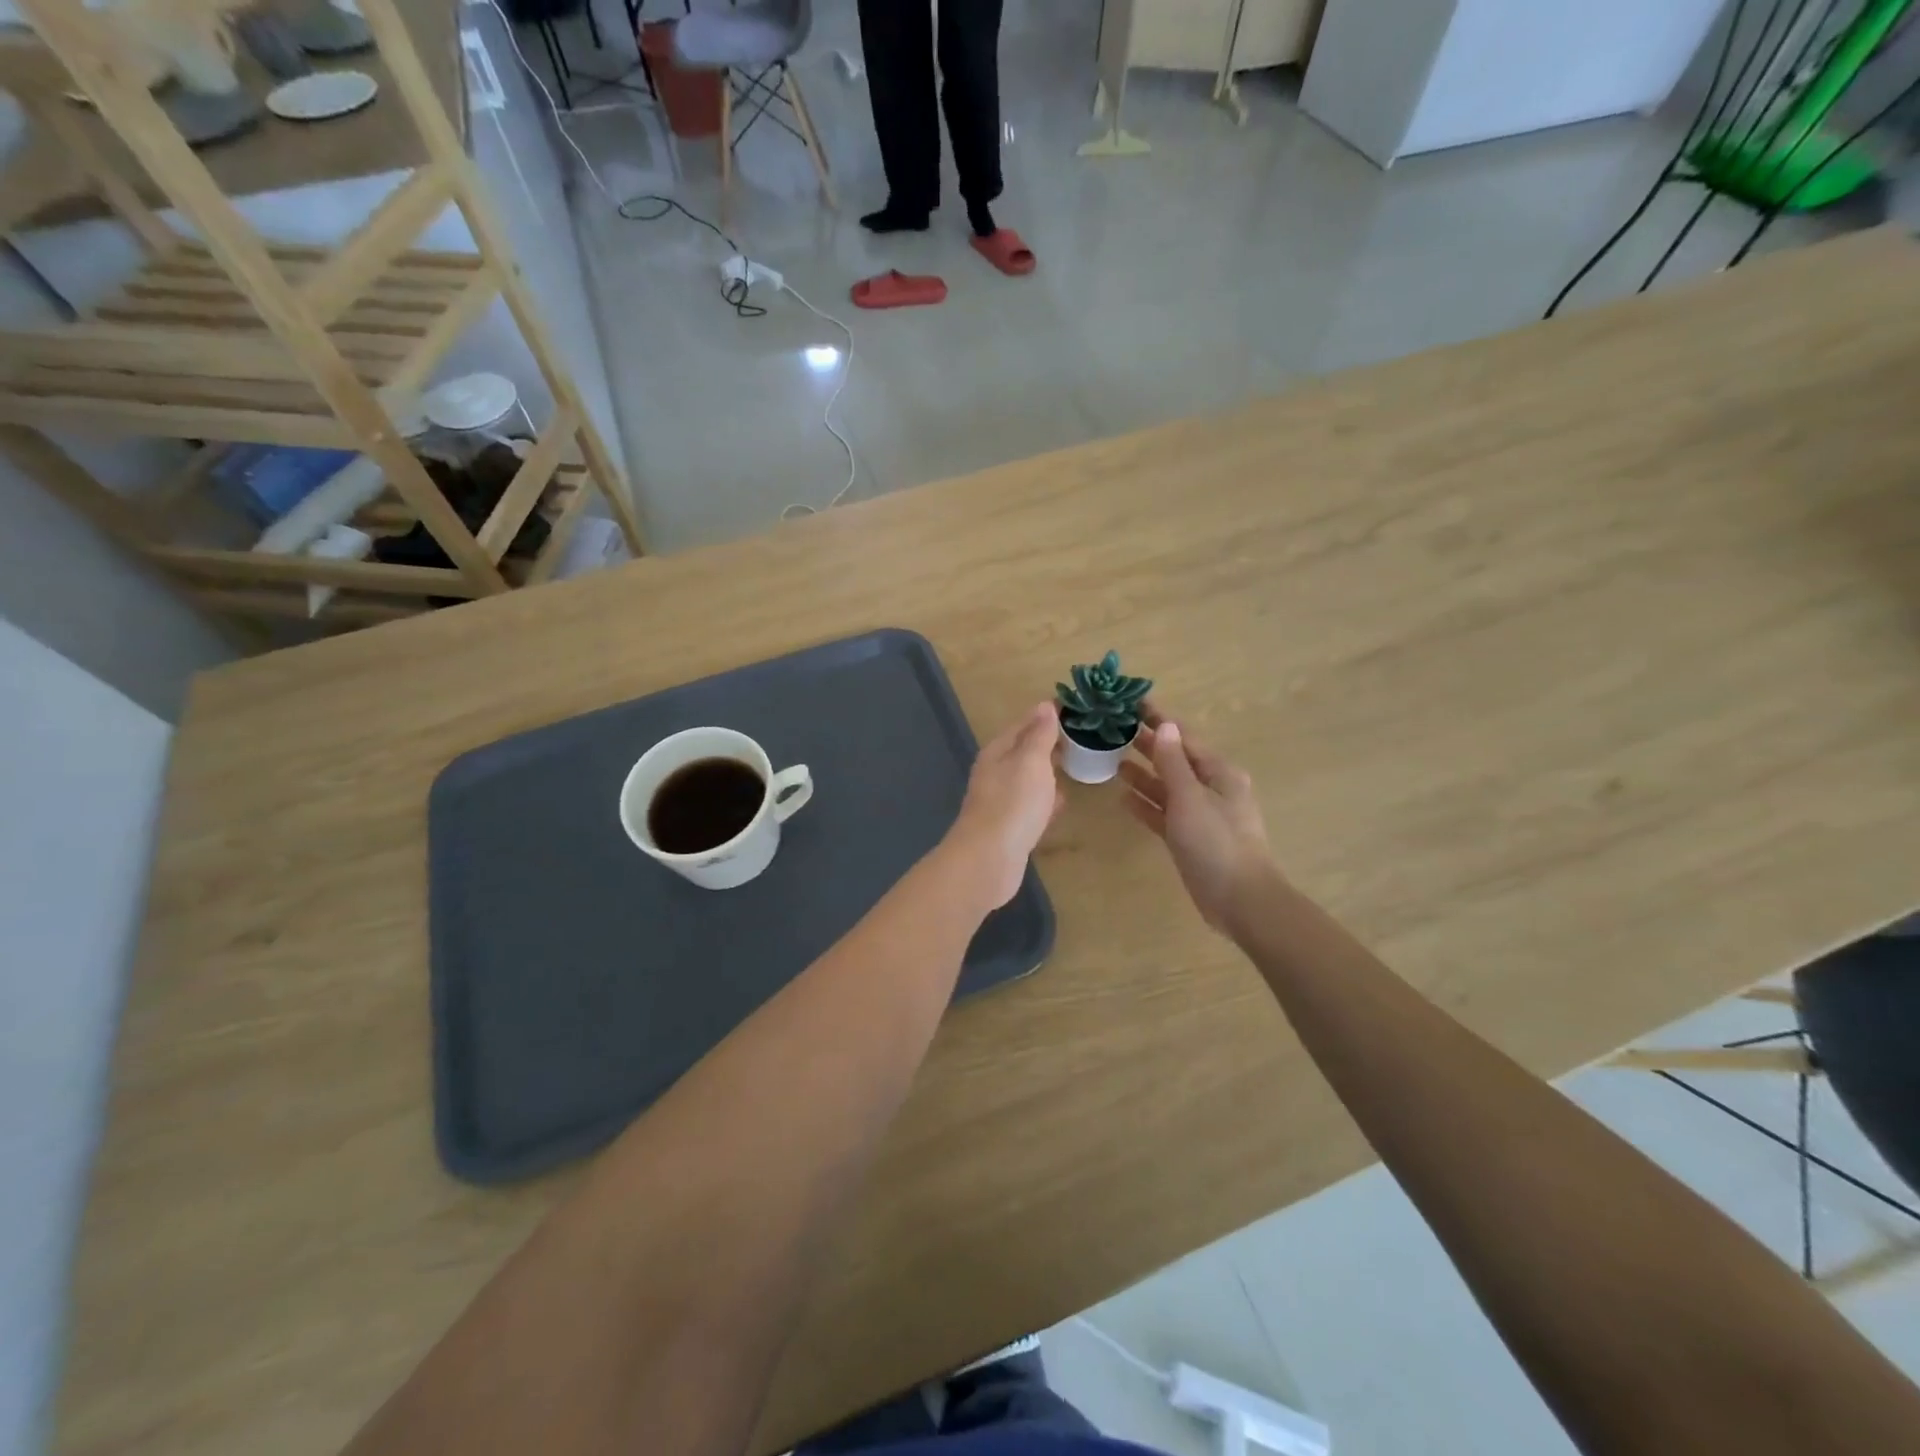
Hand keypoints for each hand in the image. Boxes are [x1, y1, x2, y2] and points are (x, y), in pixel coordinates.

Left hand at [944, 702, 1064, 909]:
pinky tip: (1062, 803)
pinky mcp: (1010, 828)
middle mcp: (995, 773)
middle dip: (1048, 743)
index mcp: (998, 752)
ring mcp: (1001, 802)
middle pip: (1024, 751)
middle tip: (1080, 735)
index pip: (1024, 724)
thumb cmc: (1013, 803)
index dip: (1046, 714)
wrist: (990, 859)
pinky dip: (1046, 801)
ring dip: (1048, 772)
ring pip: (1028, 779)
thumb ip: (1039, 735)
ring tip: (1075, 764)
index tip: (1073, 707)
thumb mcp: (1031, 762)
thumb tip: (1044, 705)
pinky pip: (1032, 806)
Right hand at [1119, 703, 1276, 933]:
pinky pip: (1164, 813)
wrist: (1240, 899)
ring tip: (1112, 760)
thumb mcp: (1190, 798)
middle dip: (1148, 745)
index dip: (1160, 720)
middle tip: (1115, 729)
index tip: (1134, 702)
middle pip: (1175, 760)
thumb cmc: (1216, 842)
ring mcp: (1200, 815)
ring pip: (1167, 787)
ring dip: (1143, 774)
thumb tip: (1166, 726)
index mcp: (1219, 773)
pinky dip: (1146, 805)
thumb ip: (1174, 763)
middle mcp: (1211, 789)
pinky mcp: (1190, 838)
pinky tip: (1123, 798)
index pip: (1184, 738)